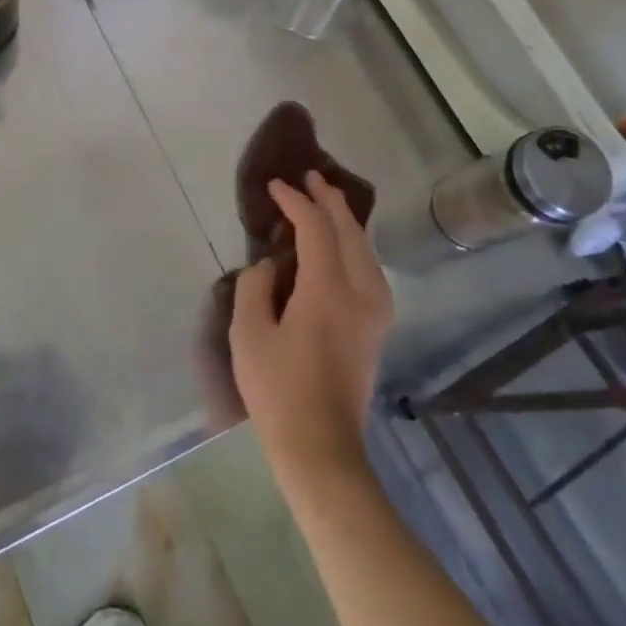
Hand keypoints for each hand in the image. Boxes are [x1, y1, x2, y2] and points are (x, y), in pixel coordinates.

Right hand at [229, 171, 391, 480]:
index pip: (316, 228)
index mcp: (328, 290)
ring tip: (324, 203)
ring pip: (366, 249)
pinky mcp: (376, 327)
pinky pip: (370, 269)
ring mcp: (376, 311)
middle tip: (309, 178)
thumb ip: (255, 287)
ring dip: (345, 221)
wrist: (320, 446)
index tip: (276, 186)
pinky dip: (354, 245)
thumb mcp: (249, 334)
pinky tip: (341, 246)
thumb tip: (270, 267)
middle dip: (329, 200)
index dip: (296, 202)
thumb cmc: (278, 390)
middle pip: (350, 232)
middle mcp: (361, 293)